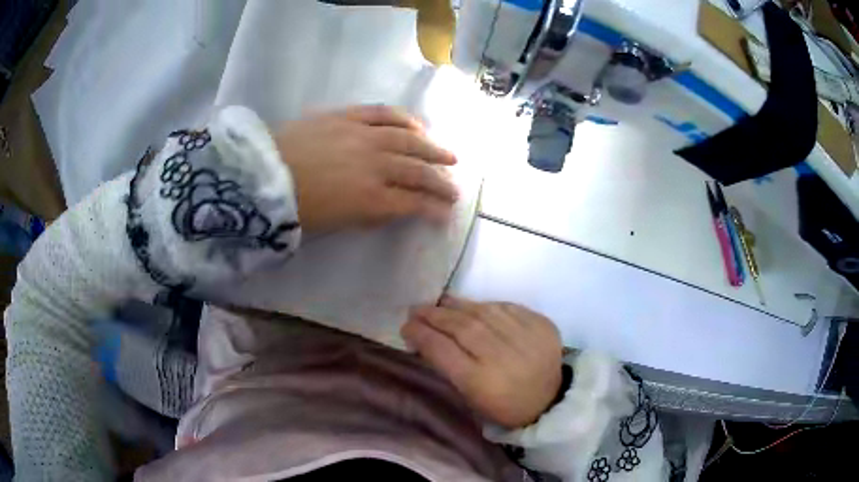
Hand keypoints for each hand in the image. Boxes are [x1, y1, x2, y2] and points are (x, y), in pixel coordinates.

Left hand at [273, 105, 458, 232]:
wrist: (262, 176)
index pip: (412, 202)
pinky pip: (384, 113)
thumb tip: (391, 208)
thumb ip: (368, 215)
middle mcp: (375, 164)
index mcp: (370, 198)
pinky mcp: (348, 116)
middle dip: (441, 182)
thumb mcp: (334, 224)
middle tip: (455, 188)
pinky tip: (419, 126)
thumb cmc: (294, 208)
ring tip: (449, 156)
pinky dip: (405, 119)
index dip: (433, 208)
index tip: (446, 213)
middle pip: (417, 171)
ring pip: (409, 140)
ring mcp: (363, 135)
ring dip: (432, 149)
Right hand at [402, 296, 562, 427]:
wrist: (550, 401)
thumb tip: (423, 337)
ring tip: (441, 303)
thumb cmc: (503, 407)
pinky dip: (486, 305)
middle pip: (462, 327)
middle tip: (417, 309)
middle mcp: (502, 356)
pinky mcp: (542, 326)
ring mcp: (526, 338)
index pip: (442, 349)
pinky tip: (474, 307)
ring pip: (484, 312)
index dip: (420, 334)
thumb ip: (447, 367)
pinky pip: (507, 307)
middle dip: (435, 315)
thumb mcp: (470, 398)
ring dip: (458, 305)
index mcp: (481, 382)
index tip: (406, 326)